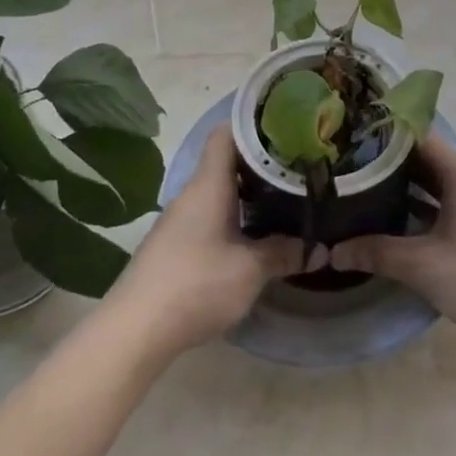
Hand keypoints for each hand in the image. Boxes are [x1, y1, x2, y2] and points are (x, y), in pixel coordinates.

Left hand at [101, 125, 300, 358]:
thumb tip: (320, 250)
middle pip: (227, 163)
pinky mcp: (175, 244)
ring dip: (249, 195)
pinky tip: (255, 236)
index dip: (255, 126)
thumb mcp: (251, 270)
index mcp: (209, 184)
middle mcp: (193, 193)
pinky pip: (211, 216)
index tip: (287, 130)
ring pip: (220, 192)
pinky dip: (235, 217)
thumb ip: (285, 253)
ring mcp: (180, 220)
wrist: (135, 329)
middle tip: (298, 169)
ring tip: (285, 201)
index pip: (227, 133)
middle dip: (262, 165)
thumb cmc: (197, 284)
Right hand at [330, 135, 455, 351]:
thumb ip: (377, 253)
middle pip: (430, 159)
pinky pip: (455, 200)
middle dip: (391, 164)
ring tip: (368, 191)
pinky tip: (403, 220)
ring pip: (443, 182)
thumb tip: (332, 251)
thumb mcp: (424, 267)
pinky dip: (430, 204)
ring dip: (411, 186)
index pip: (419, 138)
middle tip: (351, 169)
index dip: (384, 137)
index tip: (352, 141)